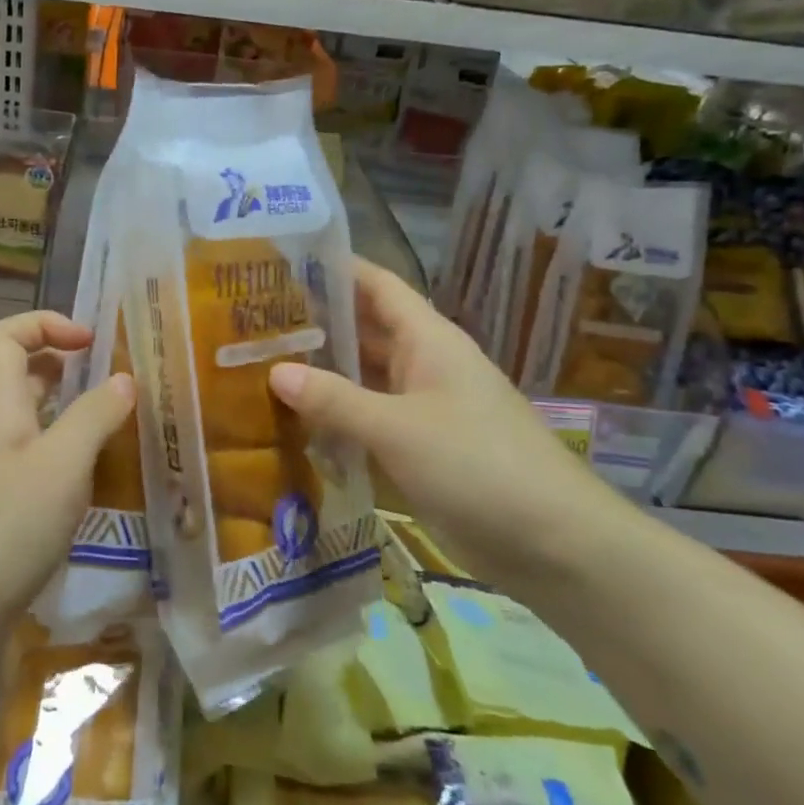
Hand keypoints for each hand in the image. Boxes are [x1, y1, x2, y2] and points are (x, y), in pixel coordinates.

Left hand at [0, 311, 134, 637]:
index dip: (46, 324)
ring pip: (26, 417)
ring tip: (109, 426)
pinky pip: (29, 456)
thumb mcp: (63, 465)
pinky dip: (59, 451)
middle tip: (108, 381)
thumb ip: (95, 416)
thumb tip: (123, 379)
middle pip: (16, 373)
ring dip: (65, 410)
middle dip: (62, 364)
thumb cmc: (7, 527)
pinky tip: (87, 479)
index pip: (6, 335)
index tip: (92, 343)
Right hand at [268, 260, 632, 581]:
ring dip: (321, 373)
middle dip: (315, 323)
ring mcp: (421, 408)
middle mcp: (422, 364)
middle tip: (251, 320)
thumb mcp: (398, 428)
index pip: (376, 285)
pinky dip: (335, 419)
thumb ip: (335, 399)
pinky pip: (368, 420)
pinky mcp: (418, 449)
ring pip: (363, 378)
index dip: (334, 268)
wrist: (551, 542)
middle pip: (363, 331)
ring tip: (258, 365)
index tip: (281, 262)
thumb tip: (275, 371)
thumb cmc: (477, 464)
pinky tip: (292, 423)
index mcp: (427, 339)